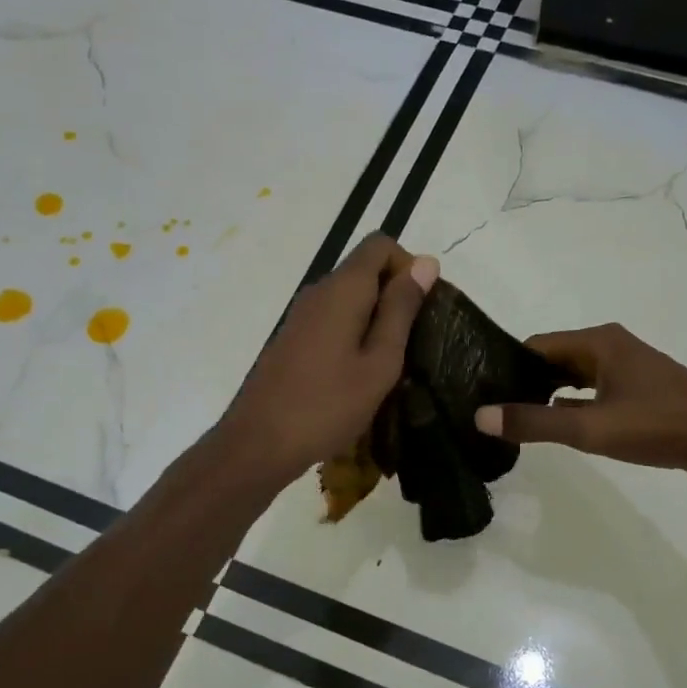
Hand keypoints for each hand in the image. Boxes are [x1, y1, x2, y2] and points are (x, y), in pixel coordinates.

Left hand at [220, 234, 438, 485]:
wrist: (260, 443)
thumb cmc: (328, 405)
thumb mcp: (380, 362)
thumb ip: (402, 310)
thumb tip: (426, 262)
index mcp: (342, 289)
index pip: (380, 244)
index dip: (408, 267)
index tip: (421, 309)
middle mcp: (319, 291)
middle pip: (365, 269)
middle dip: (395, 296)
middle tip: (412, 344)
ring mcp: (302, 315)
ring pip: (350, 297)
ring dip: (376, 319)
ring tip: (390, 364)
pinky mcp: (293, 338)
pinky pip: (333, 319)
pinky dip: (355, 334)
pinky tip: (360, 374)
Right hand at [474, 323, 686, 485]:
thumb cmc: (659, 425)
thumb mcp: (591, 428)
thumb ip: (535, 423)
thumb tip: (480, 416)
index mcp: (598, 342)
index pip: (536, 345)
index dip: (506, 366)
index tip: (480, 390)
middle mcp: (610, 347)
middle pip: (553, 359)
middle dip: (523, 381)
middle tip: (491, 409)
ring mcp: (627, 369)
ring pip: (573, 377)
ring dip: (546, 395)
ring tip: (514, 419)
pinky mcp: (639, 392)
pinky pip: (593, 392)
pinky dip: (571, 405)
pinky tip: (555, 427)